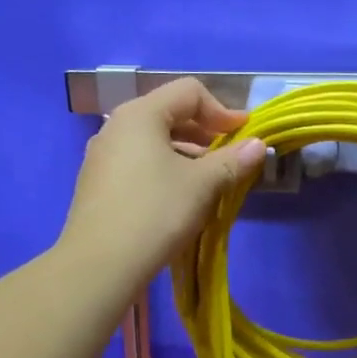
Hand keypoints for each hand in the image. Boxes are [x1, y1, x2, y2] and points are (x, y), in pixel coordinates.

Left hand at [59, 78, 265, 293]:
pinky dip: (165, 171)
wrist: (99, 265)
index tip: (245, 137)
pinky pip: (138, 164)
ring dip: (186, 155)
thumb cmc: (156, 213)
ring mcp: (101, 156)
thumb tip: (259, 145)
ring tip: (209, 182)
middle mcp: (116, 127)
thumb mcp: (202, 185)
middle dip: (205, 133)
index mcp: (140, 115)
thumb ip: (233, 160)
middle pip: (169, 114)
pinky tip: (179, 200)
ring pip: (153, 142)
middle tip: (231, 158)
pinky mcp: (97, 185)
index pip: (189, 92)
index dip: (223, 110)